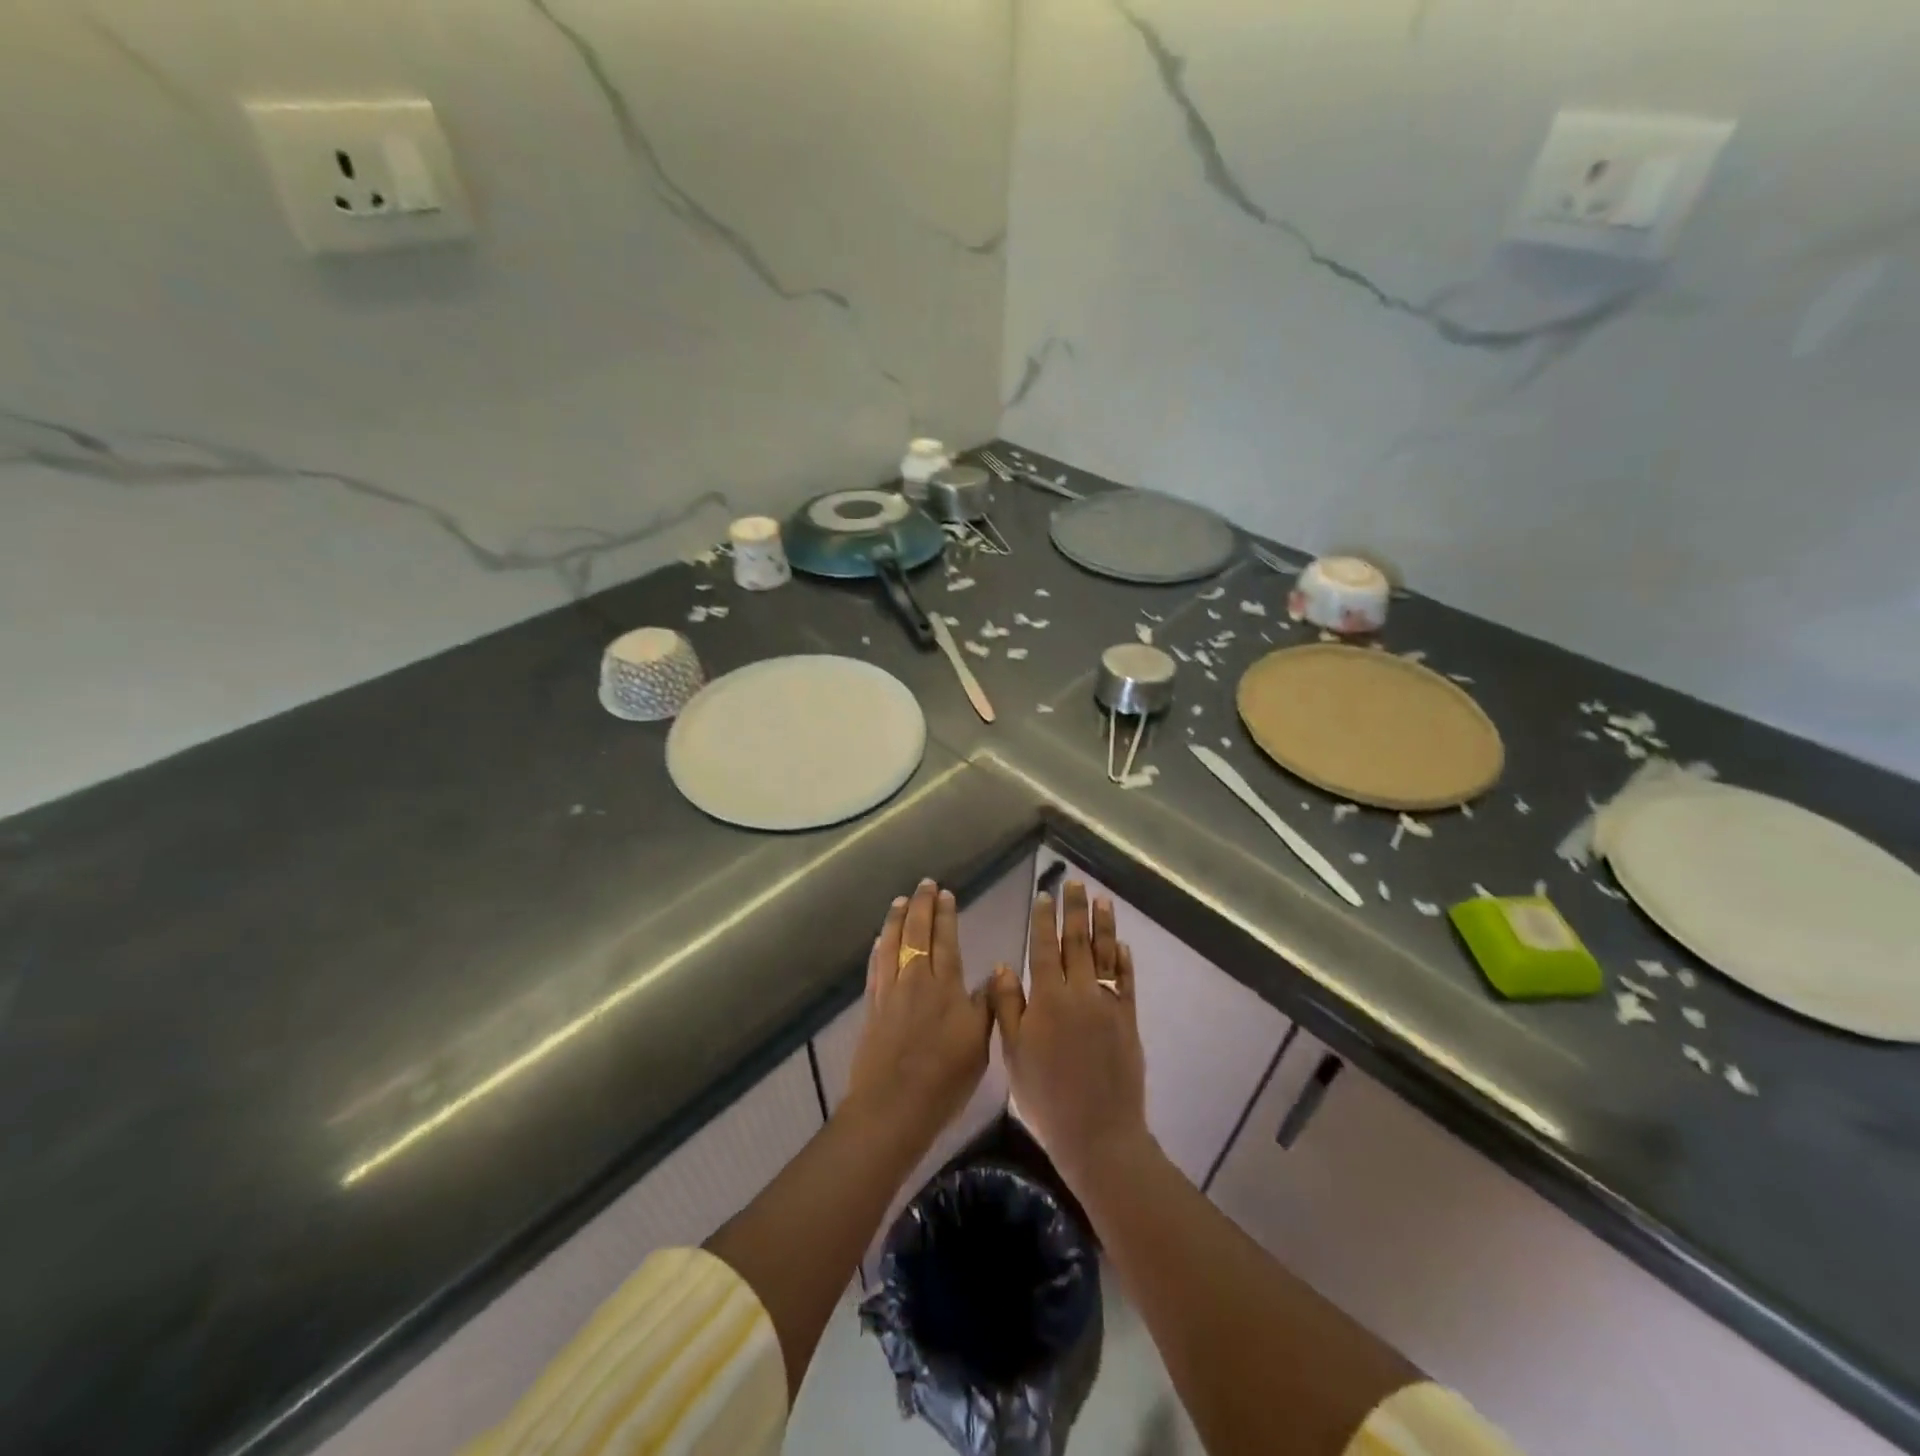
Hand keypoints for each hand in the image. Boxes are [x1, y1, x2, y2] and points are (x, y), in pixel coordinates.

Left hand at [843, 879, 993, 1146]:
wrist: (894, 1105)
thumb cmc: (945, 1077)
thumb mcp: (980, 1043)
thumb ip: (986, 1004)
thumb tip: (996, 972)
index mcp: (945, 985)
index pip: (945, 939)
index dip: (945, 915)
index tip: (945, 893)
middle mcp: (916, 979)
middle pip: (916, 933)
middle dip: (921, 906)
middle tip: (924, 884)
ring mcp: (890, 991)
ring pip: (892, 943)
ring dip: (896, 919)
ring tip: (900, 900)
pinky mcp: (872, 1006)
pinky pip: (875, 965)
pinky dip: (879, 947)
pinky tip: (879, 939)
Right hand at [989, 880, 1149, 1183]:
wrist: (1097, 1132)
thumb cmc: (1045, 1096)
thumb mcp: (1013, 1052)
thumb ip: (1007, 1006)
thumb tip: (1002, 965)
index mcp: (1047, 999)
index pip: (1044, 948)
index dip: (1043, 920)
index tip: (1044, 895)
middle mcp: (1079, 993)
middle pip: (1076, 942)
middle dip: (1074, 910)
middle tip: (1074, 882)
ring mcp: (1107, 1004)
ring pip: (1104, 954)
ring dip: (1103, 925)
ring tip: (1102, 900)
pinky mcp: (1128, 1019)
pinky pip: (1125, 981)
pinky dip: (1123, 960)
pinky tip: (1121, 944)